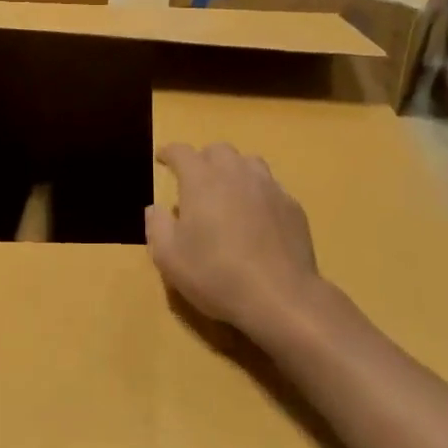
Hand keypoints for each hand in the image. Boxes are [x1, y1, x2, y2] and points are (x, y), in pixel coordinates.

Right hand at [146, 142, 321, 340]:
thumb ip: (157, 227)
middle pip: (218, 150)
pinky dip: (259, 194)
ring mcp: (268, 187)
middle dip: (203, 159)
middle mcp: (235, 173)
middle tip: (196, 180)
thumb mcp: (169, 258)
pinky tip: (257, 217)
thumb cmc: (216, 275)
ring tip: (229, 192)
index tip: (162, 158)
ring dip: (234, 170)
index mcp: (201, 180)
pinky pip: (271, 188)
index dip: (169, 152)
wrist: (280, 297)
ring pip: (249, 163)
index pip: (181, 152)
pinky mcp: (292, 206)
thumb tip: (155, 209)